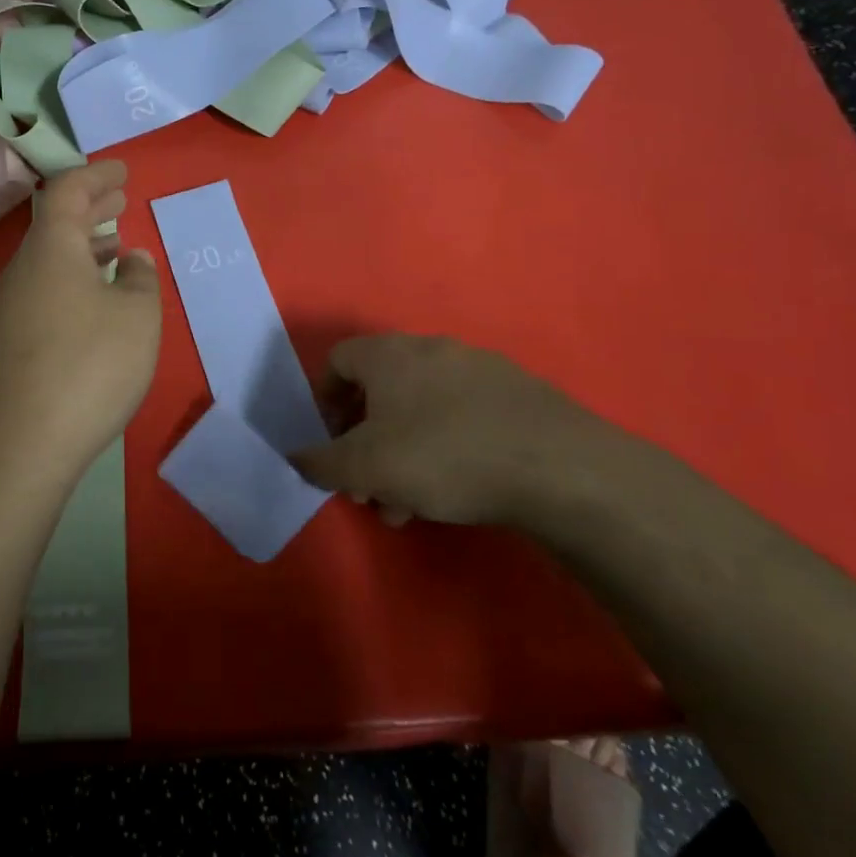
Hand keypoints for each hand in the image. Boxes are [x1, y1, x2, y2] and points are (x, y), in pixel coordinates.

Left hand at [0, 160, 160, 481]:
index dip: (97, 175)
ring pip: (50, 259)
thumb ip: (141, 279)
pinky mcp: (10, 341)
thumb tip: (131, 258)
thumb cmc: (91, 364)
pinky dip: (74, 278)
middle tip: (120, 198)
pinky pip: (46, 289)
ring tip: (116, 245)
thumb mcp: (138, 316)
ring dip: (84, 246)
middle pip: (55, 223)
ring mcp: (11, 306)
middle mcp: (23, 269)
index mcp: (51, 247)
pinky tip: (96, 299)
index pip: (68, 191)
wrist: (24, 440)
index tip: (123, 170)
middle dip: (91, 207)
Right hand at [289, 336, 633, 530]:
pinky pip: (462, 418)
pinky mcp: (519, 396)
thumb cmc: (443, 457)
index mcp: (391, 355)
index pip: (338, 359)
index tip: (331, 441)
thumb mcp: (364, 467)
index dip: (324, 400)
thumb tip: (296, 457)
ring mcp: (481, 369)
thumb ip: (320, 462)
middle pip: (381, 391)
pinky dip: (444, 450)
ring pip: (421, 411)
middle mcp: (433, 350)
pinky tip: (454, 494)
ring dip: (403, 455)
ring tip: (407, 506)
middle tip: (367, 486)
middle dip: (366, 442)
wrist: (559, 468)